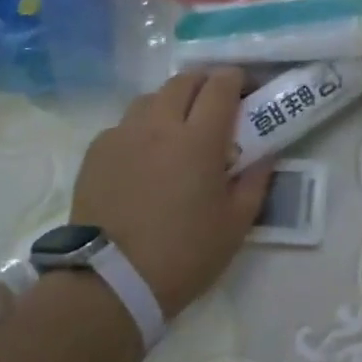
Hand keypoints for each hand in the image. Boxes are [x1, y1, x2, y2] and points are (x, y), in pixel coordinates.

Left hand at [70, 69, 272, 319]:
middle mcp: (159, 125)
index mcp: (199, 139)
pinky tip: (145, 156)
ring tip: (178, 128)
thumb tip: (264, 154)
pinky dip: (142, 128)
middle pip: (184, 80)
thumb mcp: (236, 224)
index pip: (221, 86)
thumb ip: (255, 180)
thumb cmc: (184, 254)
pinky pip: (125, 124)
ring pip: (151, 98)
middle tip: (216, 105)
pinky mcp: (96, 152)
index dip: (237, 78)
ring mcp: (123, 135)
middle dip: (205, 83)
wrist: (110, 283)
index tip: (247, 90)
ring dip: (171, 102)